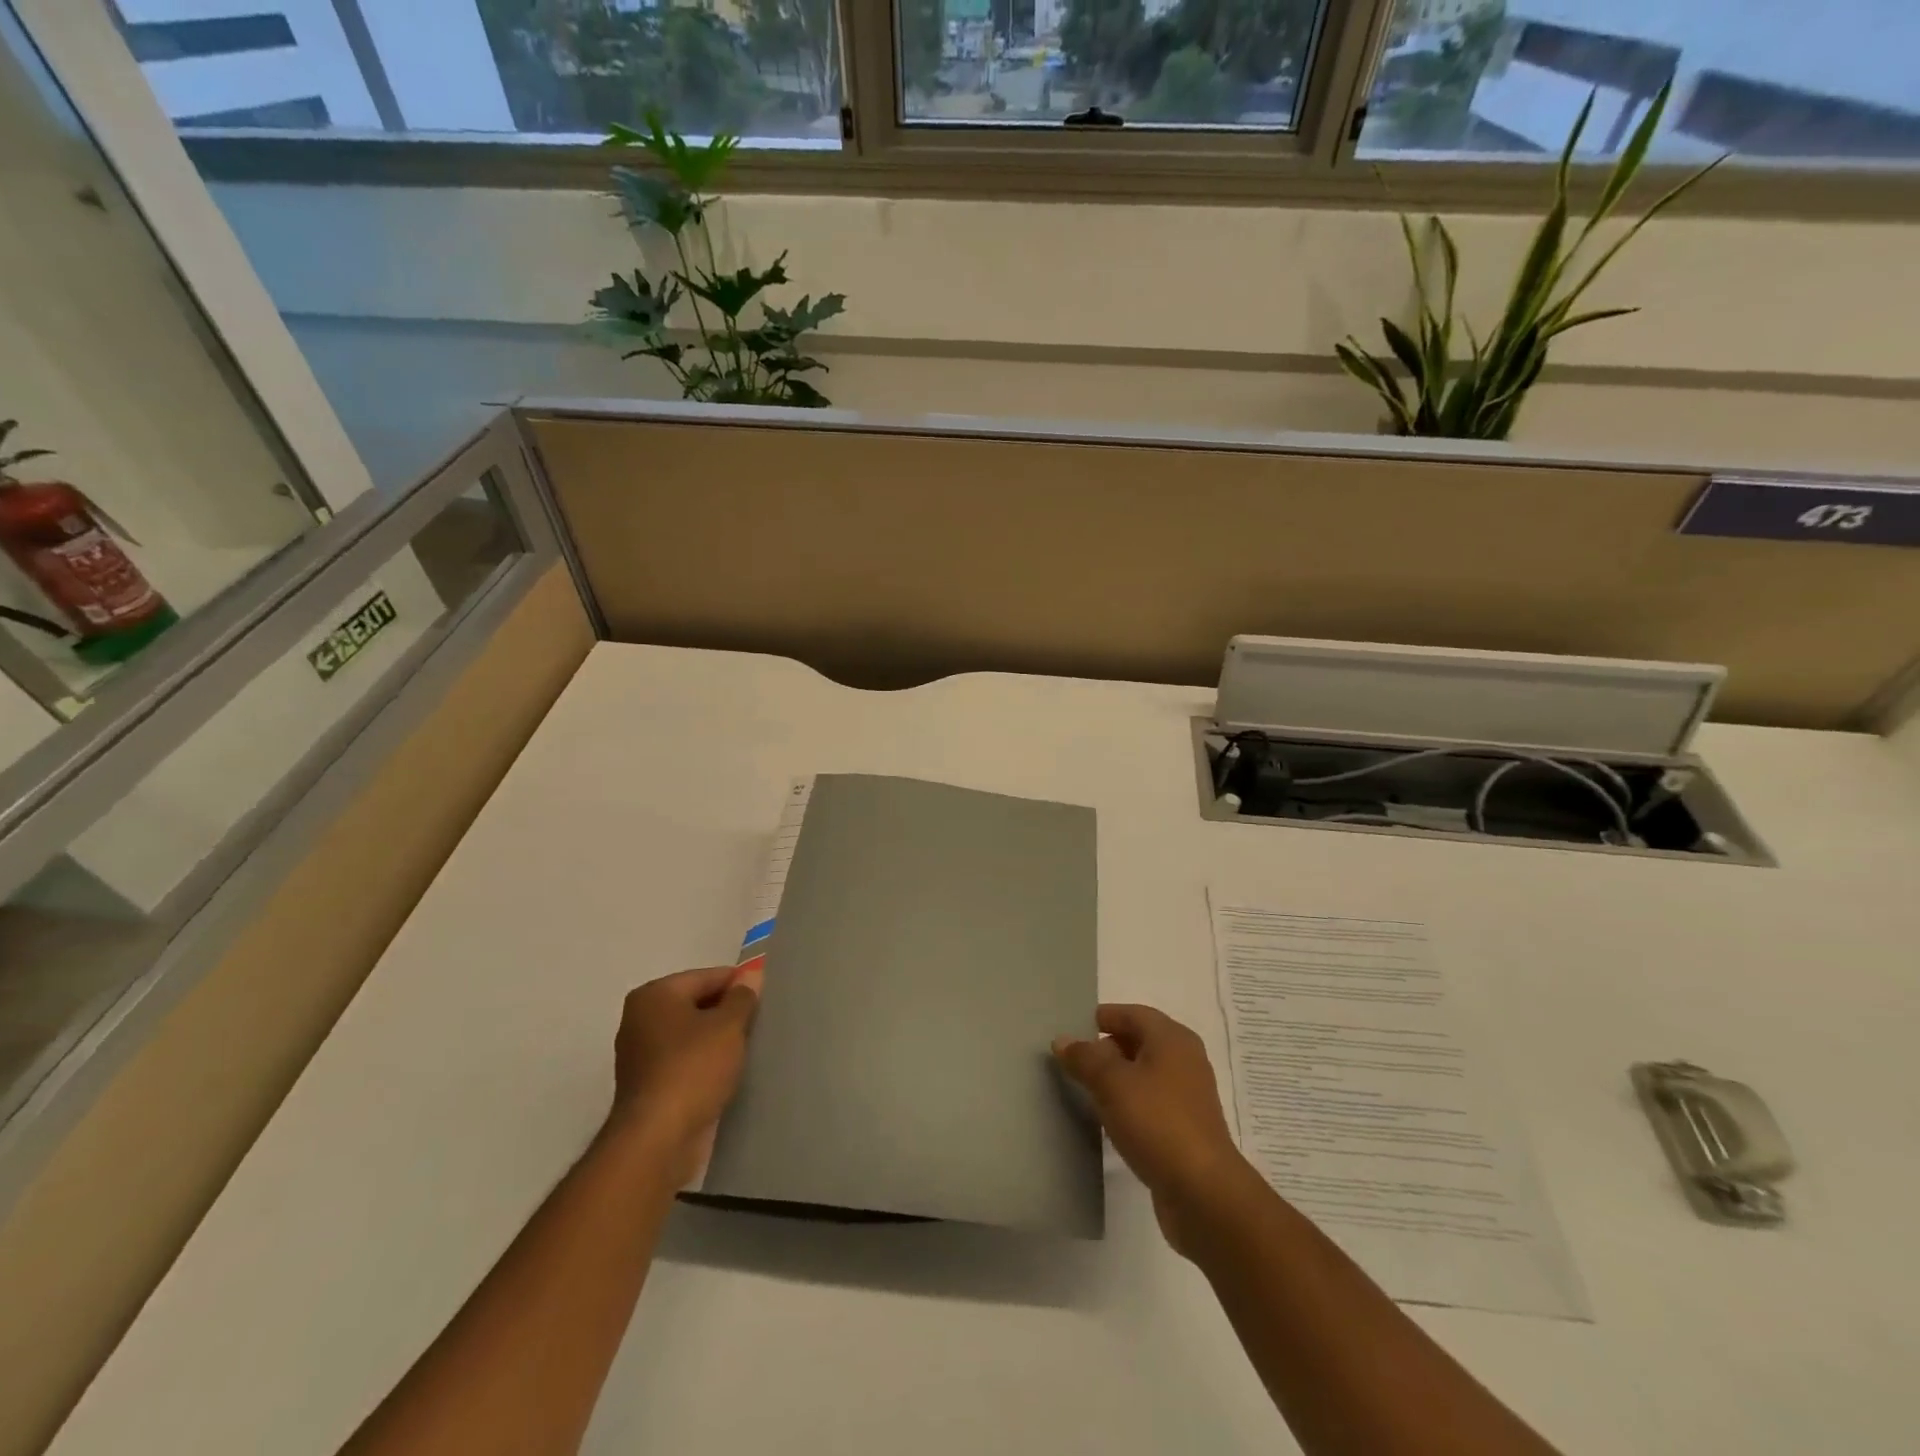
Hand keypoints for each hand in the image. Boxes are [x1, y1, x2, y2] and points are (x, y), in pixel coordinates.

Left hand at [605, 966, 757, 1184]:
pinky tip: (730, 1072)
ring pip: (692, 1035)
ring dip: (718, 1040)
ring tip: (750, 1047)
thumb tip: (751, 975)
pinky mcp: (649, 1086)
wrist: (658, 1140)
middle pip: (697, 1004)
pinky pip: (685, 1062)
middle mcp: (641, 1019)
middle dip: (728, 1012)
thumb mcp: (728, 1026)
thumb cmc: (693, 1069)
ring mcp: (641, 1055)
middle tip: (761, 1022)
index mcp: (654, 995)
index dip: (739, 984)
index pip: (707, 977)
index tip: (767, 997)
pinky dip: (706, 1064)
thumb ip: (742, 997)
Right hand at [1053, 1004, 1249, 1256]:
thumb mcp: (1112, 1084)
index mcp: (1172, 1038)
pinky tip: (1109, 1120)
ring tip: (1085, 1091)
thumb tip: (1063, 1040)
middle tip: (1073, 1063)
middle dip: (1106, 1048)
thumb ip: (1085, 1058)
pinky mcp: (1186, 1127)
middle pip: (1139, 1041)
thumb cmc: (1157, 1123)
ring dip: (1116, 1078)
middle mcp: (1184, 1059)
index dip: (1102, 1018)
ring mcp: (1188, 1095)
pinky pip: (1151, 1102)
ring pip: (1144, 1073)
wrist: (1203, 1192)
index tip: (1071, 1032)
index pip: (1131, 1013)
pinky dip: (1129, 1103)